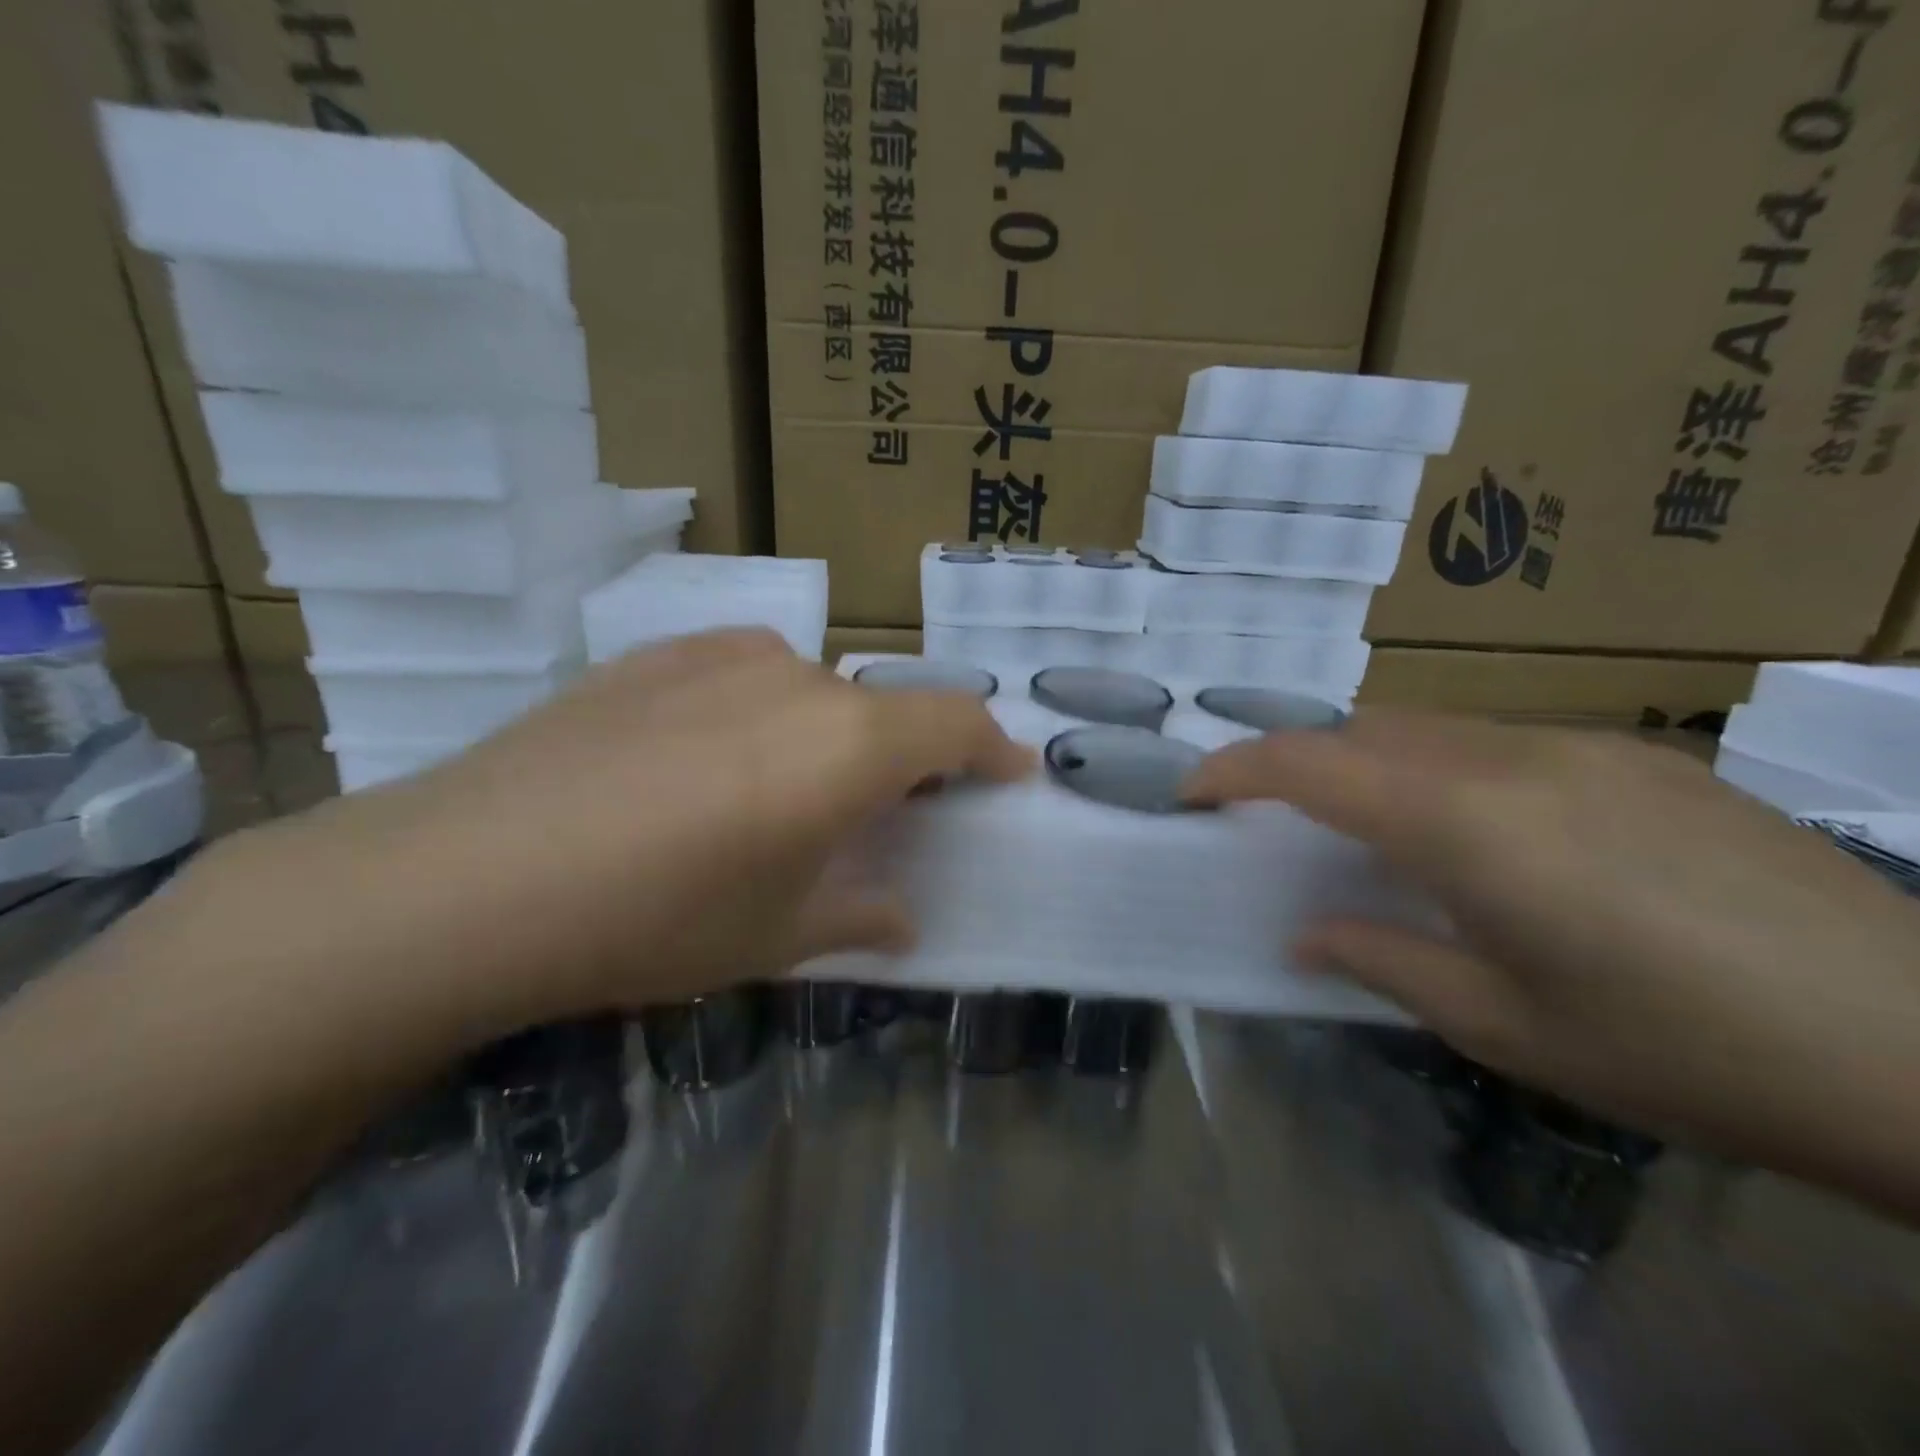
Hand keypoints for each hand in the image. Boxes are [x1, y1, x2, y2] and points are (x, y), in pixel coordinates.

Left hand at [211, 630, 1031, 1040]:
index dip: (991, 746)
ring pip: (812, 690)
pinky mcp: (655, 654)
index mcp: (846, 742)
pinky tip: (707, 762)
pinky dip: (762, 713)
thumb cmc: (655, 918)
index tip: (1009, 771)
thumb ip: (859, 914)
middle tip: (881, 815)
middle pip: (882, 709)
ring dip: (825, 736)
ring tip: (779, 795)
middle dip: (900, 759)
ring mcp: (721, 655)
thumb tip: (902, 915)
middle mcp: (798, 677)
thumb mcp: (777, 935)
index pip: (954, 721)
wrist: (466, 879)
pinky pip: (744, 675)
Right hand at [1185, 713, 1919, 1212]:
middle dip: (1304, 767)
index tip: (1193, 793)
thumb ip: (1382, 961)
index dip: (1234, 767)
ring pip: (1432, 729)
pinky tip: (1497, 840)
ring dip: (1378, 768)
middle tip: (1287, 829)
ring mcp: (1586, 746)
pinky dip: (1451, 771)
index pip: (1311, 763)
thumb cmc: (1686, 1053)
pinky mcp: (1643, 756)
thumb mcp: (1505, 1028)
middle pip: (1365, 730)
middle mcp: (1514, 758)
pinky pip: (1503, 742)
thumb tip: (1304, 934)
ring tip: (1387, 839)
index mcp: (1469, 825)